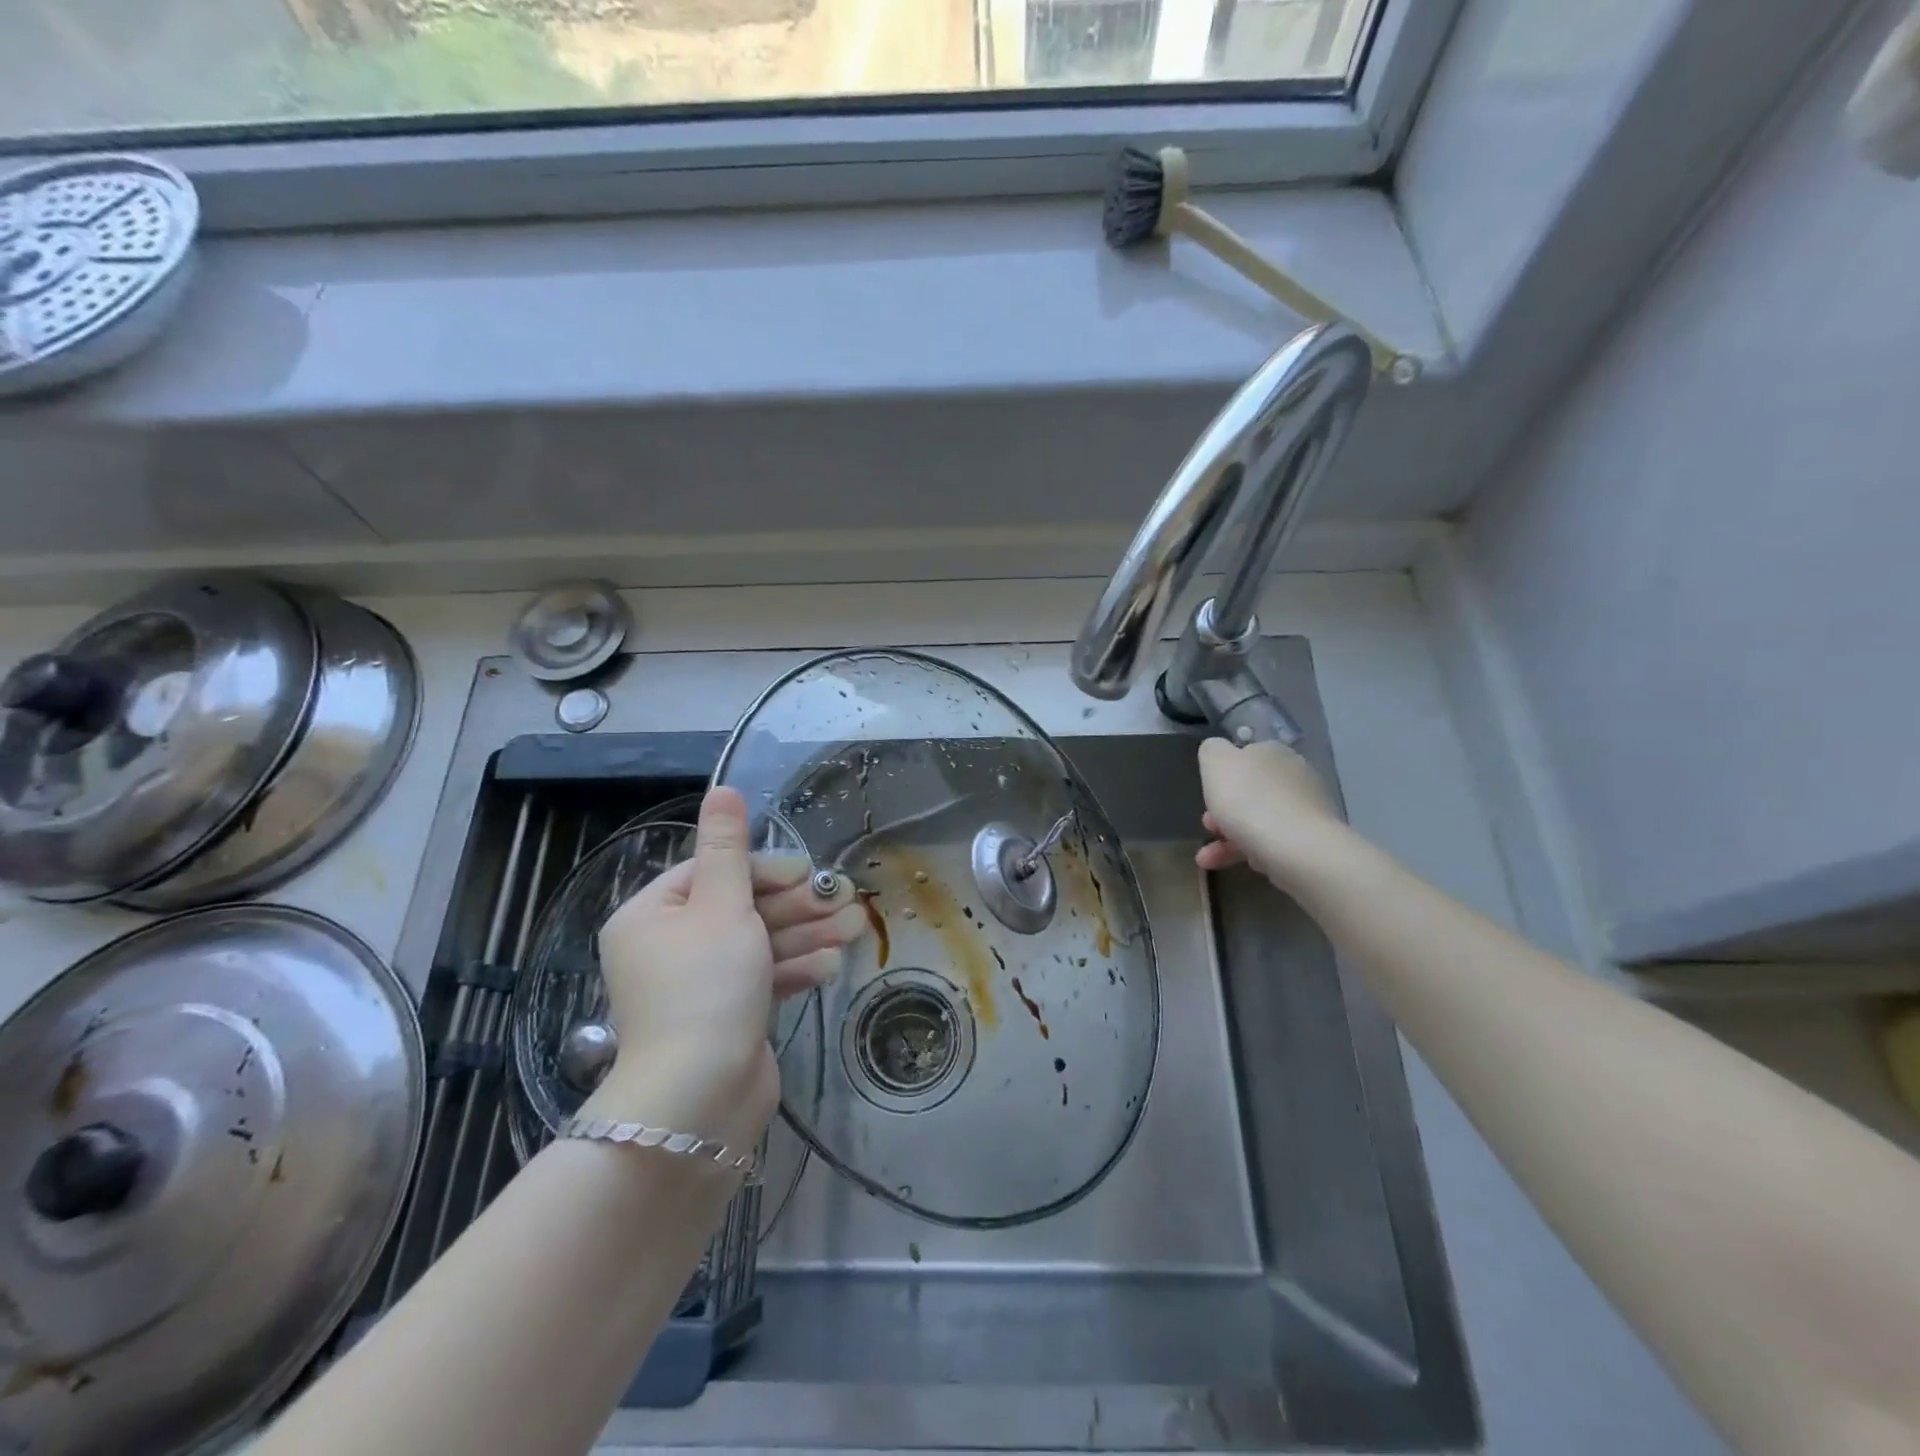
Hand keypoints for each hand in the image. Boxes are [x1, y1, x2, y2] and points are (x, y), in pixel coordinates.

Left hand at [585, 787, 866, 1152]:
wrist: (699, 1099)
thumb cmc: (706, 987)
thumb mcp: (721, 906)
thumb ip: (727, 848)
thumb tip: (721, 789)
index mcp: (652, 916)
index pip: (712, 872)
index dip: (764, 869)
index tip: (807, 873)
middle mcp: (669, 947)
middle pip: (741, 908)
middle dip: (796, 905)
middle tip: (845, 899)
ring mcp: (699, 986)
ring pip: (758, 944)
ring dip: (806, 934)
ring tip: (855, 927)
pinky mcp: (726, 1016)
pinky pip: (762, 979)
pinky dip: (793, 969)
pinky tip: (829, 965)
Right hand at [1194, 737, 1349, 890]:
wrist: (1297, 848)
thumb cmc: (1248, 800)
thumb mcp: (1215, 763)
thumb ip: (1212, 750)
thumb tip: (1218, 751)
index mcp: (1273, 751)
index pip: (1244, 757)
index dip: (1221, 777)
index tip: (1206, 796)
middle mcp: (1296, 774)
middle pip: (1252, 791)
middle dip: (1225, 811)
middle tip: (1207, 827)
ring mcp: (1308, 807)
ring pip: (1261, 819)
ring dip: (1231, 837)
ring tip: (1208, 859)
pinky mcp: (1314, 839)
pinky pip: (1276, 842)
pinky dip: (1255, 852)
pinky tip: (1245, 864)